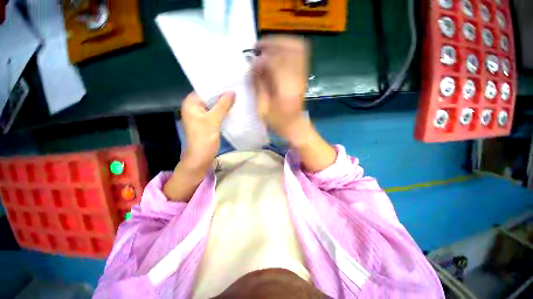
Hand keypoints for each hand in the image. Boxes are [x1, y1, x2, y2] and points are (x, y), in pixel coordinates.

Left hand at [181, 92, 234, 171]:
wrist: (200, 158)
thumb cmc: (203, 138)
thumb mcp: (213, 120)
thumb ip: (222, 105)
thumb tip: (232, 91)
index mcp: (191, 103)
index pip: (205, 89)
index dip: (218, 86)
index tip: (231, 81)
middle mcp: (195, 107)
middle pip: (210, 97)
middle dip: (223, 94)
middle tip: (237, 88)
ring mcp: (201, 115)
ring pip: (214, 105)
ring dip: (224, 103)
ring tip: (238, 96)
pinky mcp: (208, 122)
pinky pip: (216, 113)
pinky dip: (224, 111)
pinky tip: (234, 107)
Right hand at [253, 36, 336, 172]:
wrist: (296, 127)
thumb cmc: (278, 123)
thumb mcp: (263, 109)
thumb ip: (258, 85)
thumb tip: (254, 66)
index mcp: (285, 90)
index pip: (275, 62)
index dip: (261, 59)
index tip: (251, 62)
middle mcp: (297, 79)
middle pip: (290, 47)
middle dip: (272, 42)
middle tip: (258, 47)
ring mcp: (303, 76)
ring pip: (297, 47)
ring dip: (280, 43)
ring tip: (266, 48)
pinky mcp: (303, 76)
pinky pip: (299, 54)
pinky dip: (287, 49)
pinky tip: (275, 55)